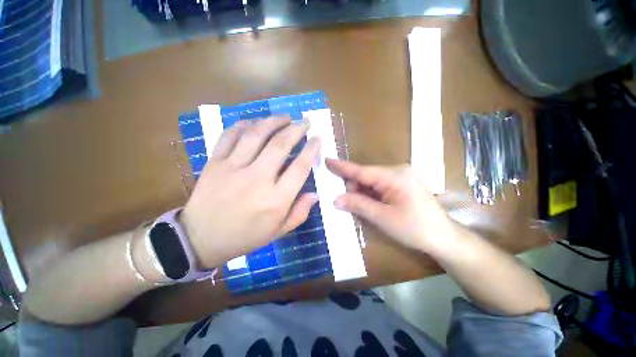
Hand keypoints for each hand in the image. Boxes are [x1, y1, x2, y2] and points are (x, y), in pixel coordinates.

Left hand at [181, 117, 320, 267]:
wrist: (200, 239)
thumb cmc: (245, 237)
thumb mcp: (278, 231)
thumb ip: (300, 213)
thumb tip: (315, 194)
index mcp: (275, 200)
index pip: (300, 167)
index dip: (311, 150)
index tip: (317, 139)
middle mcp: (257, 179)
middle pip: (280, 145)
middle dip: (296, 129)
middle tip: (305, 121)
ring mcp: (233, 168)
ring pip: (256, 135)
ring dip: (273, 121)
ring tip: (285, 117)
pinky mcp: (215, 163)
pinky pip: (229, 136)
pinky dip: (243, 125)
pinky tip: (254, 122)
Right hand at [325, 159, 454, 253]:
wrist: (444, 237)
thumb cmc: (415, 228)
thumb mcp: (383, 218)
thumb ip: (358, 205)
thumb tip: (335, 199)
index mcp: (394, 176)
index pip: (361, 170)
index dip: (342, 167)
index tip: (327, 160)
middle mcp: (397, 171)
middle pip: (365, 176)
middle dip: (353, 188)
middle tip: (345, 203)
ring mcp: (400, 177)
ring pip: (371, 181)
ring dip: (361, 193)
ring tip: (360, 208)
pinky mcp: (401, 184)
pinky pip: (379, 186)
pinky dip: (370, 194)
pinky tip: (369, 205)